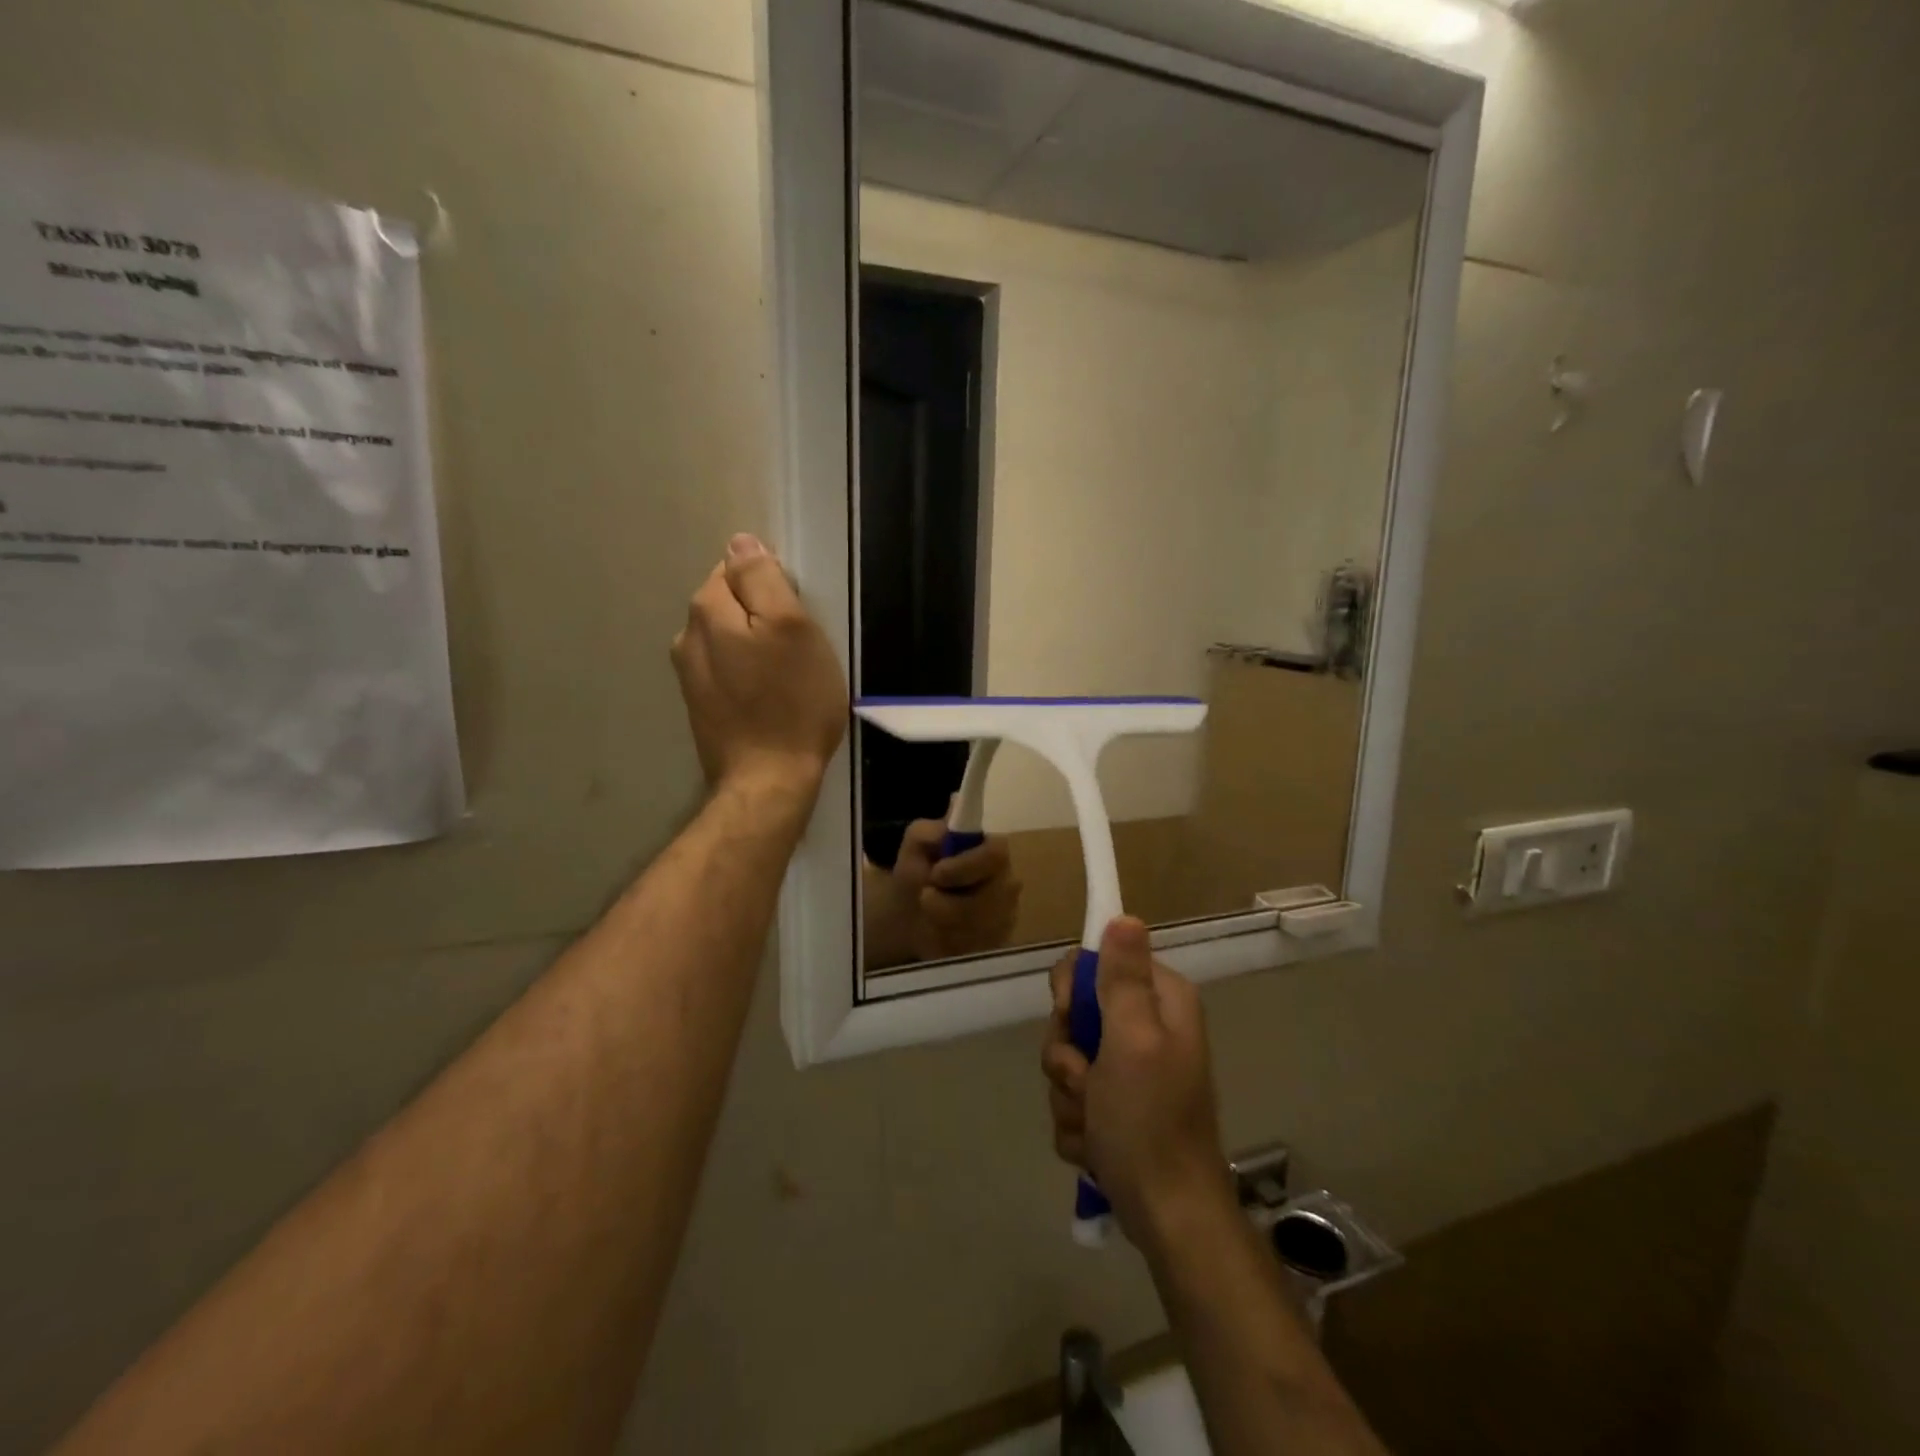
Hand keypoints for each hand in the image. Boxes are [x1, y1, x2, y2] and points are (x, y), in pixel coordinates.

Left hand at [671, 534, 847, 797]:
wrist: (768, 779)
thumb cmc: (793, 702)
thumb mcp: (793, 628)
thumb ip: (764, 579)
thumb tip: (741, 542)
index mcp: (708, 611)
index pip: (736, 568)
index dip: (773, 586)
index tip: (798, 617)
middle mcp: (687, 637)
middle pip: (729, 604)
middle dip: (761, 614)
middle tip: (798, 648)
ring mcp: (689, 676)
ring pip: (728, 639)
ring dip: (754, 646)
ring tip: (786, 674)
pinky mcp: (700, 706)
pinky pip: (727, 670)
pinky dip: (747, 674)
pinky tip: (769, 696)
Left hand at [885, 818, 1021, 962]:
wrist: (908, 918)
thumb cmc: (917, 874)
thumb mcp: (914, 847)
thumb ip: (930, 829)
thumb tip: (954, 805)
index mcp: (991, 850)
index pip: (996, 854)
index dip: (967, 866)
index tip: (936, 874)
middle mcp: (1007, 882)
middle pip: (991, 898)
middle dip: (949, 903)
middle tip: (926, 898)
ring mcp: (1006, 915)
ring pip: (981, 926)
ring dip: (944, 922)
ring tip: (928, 914)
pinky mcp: (998, 943)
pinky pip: (976, 948)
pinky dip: (949, 942)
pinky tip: (939, 934)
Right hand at [1042, 917, 1228, 1243]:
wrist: (1168, 1217)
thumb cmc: (1149, 1121)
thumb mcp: (1133, 1040)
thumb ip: (1124, 978)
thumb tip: (1125, 916)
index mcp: (1159, 1001)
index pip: (1096, 961)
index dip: (1073, 988)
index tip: (1070, 1016)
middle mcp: (1146, 1027)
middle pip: (1075, 1013)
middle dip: (1067, 1054)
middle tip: (1086, 1081)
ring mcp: (1129, 1069)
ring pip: (1067, 1059)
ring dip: (1069, 1094)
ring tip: (1095, 1123)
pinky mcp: (1115, 1106)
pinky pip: (1071, 1097)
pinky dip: (1077, 1123)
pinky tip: (1096, 1145)